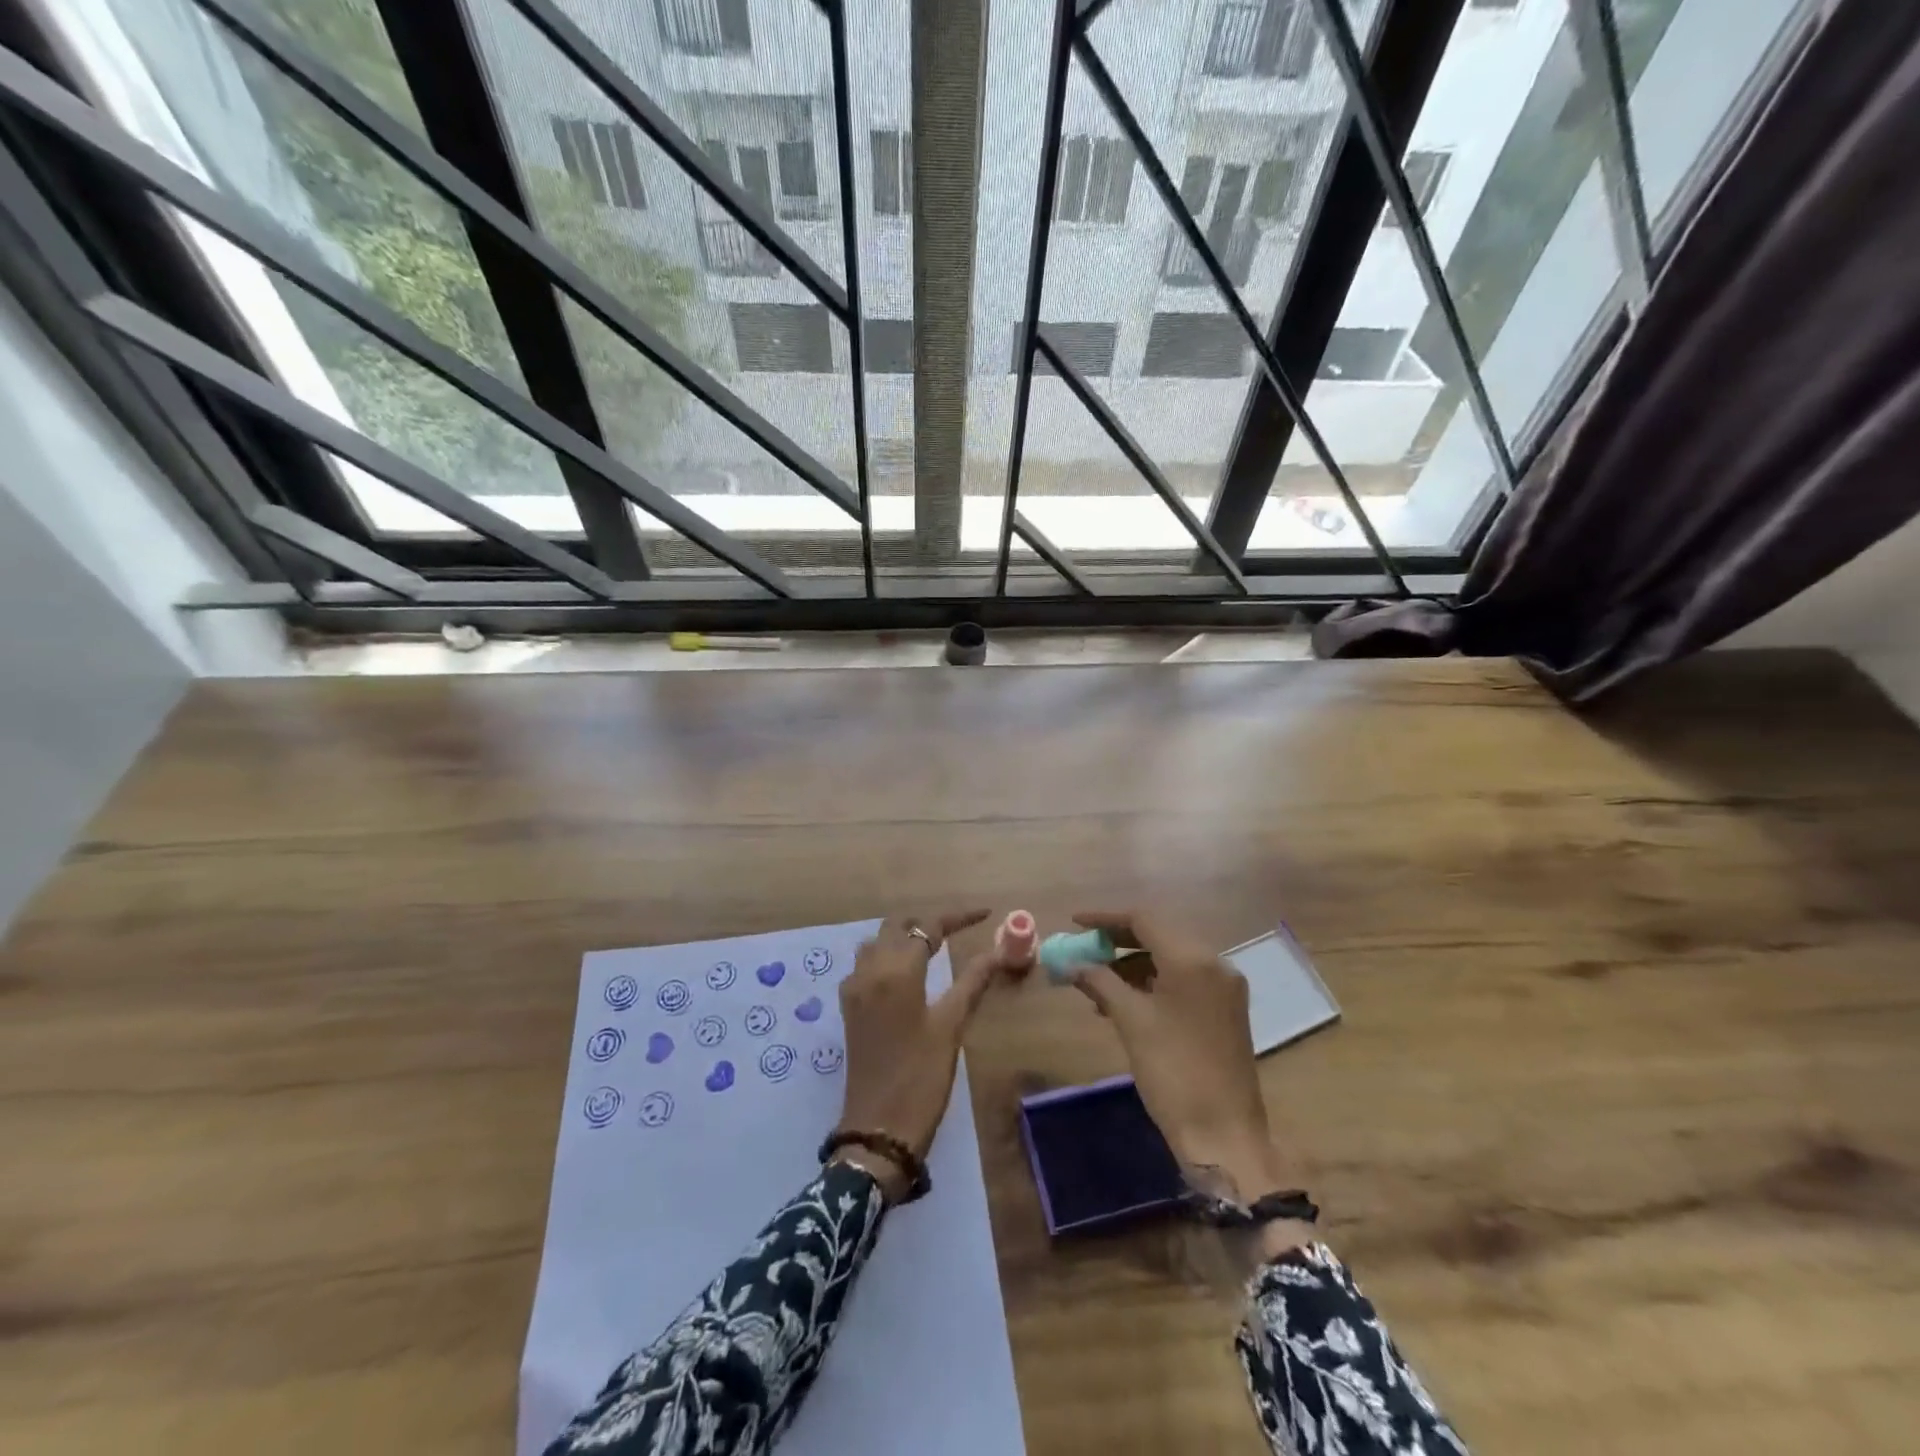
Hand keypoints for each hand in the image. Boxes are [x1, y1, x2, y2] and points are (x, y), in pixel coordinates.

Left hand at [834, 910, 999, 1201]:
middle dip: (926, 922)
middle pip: (896, 926)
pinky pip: (864, 964)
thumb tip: (996, 952)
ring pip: (876, 942)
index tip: (985, 914)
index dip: (958, 917)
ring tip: (932, 948)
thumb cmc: (921, 1076)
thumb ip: (971, 982)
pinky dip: (885, 956)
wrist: (878, 1129)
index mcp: (897, 970)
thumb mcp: (951, 1026)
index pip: (929, 927)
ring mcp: (854, 988)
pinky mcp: (848, 1007)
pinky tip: (904, 975)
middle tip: (957, 931)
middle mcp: (870, 970)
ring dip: (902, 937)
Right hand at [1066, 910, 1291, 1201]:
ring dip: (1132, 964)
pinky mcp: (1225, 1010)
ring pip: (1170, 959)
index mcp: (1193, 959)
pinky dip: (1152, 982)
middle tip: (1083, 951)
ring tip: (1095, 983)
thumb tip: (1073, 964)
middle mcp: (1214, 963)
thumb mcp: (1131, 1021)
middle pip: (1159, 935)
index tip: (1075, 923)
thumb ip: (1100, 981)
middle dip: (1118, 941)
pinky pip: (1183, 980)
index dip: (1105, 919)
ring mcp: (1224, 988)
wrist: (1224, 1135)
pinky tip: (1124, 1001)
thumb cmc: (1173, 1071)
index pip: (1143, 919)